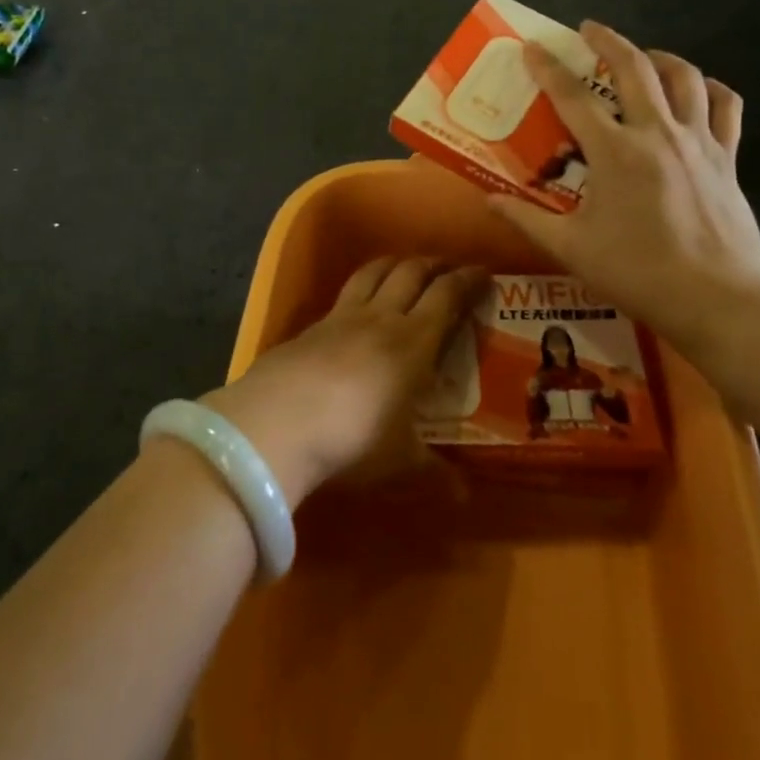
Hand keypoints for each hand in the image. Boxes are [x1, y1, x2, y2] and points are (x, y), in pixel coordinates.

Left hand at [201, 258, 484, 507]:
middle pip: (411, 273)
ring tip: (407, 267)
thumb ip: (434, 473)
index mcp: (413, 342)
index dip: (467, 280)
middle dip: (434, 264)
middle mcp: (380, 318)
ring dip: (396, 263)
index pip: (446, 296)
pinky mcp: (310, 326)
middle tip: (449, 267)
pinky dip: (362, 286)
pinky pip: (345, 293)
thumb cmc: (352, 440)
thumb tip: (464, 495)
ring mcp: (341, 317)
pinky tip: (360, 302)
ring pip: (374, 272)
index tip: (483, 273)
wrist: (276, 422)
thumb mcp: (399, 462)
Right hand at [488, 22, 759, 351]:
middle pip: (634, 68)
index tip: (532, 46)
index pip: (572, 97)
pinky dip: (712, 89)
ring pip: (686, 78)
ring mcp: (699, 142)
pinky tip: (700, 90)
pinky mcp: (727, 157)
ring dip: (661, 57)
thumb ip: (527, 220)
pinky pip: (726, 108)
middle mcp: (657, 133)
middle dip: (608, 41)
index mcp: (615, 152)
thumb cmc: (639, 272)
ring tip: (643, 55)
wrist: (718, 299)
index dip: (548, 68)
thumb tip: (488, 201)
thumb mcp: (572, 249)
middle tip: (588, 29)